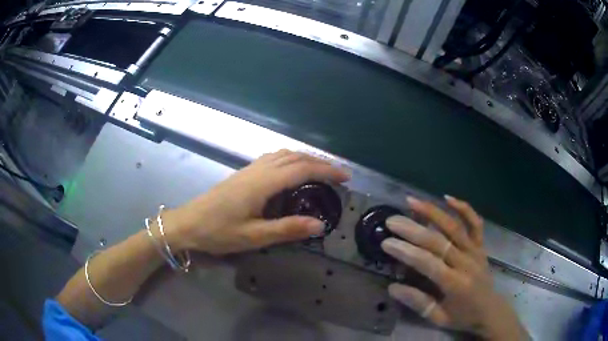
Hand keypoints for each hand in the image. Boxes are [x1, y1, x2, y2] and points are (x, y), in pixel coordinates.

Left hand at [163, 150, 349, 254]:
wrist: (187, 224)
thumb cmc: (218, 232)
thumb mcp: (254, 236)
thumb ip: (287, 229)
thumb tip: (320, 225)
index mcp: (262, 183)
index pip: (302, 169)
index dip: (326, 171)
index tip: (346, 178)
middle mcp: (257, 170)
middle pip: (294, 157)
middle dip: (320, 163)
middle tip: (338, 176)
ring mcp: (248, 170)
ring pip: (283, 155)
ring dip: (305, 159)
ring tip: (320, 172)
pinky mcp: (243, 174)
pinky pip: (273, 159)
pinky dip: (290, 160)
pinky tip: (292, 173)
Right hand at [381, 196, 526, 339]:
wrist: (490, 310)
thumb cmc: (462, 317)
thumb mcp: (438, 318)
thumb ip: (418, 302)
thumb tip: (392, 287)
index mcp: (455, 284)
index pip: (428, 263)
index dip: (406, 252)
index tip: (386, 242)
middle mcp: (466, 263)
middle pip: (438, 241)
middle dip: (413, 229)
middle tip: (392, 220)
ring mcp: (475, 251)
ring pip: (454, 226)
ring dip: (433, 212)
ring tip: (412, 201)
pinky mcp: (481, 245)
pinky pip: (475, 223)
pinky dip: (464, 208)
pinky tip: (448, 198)